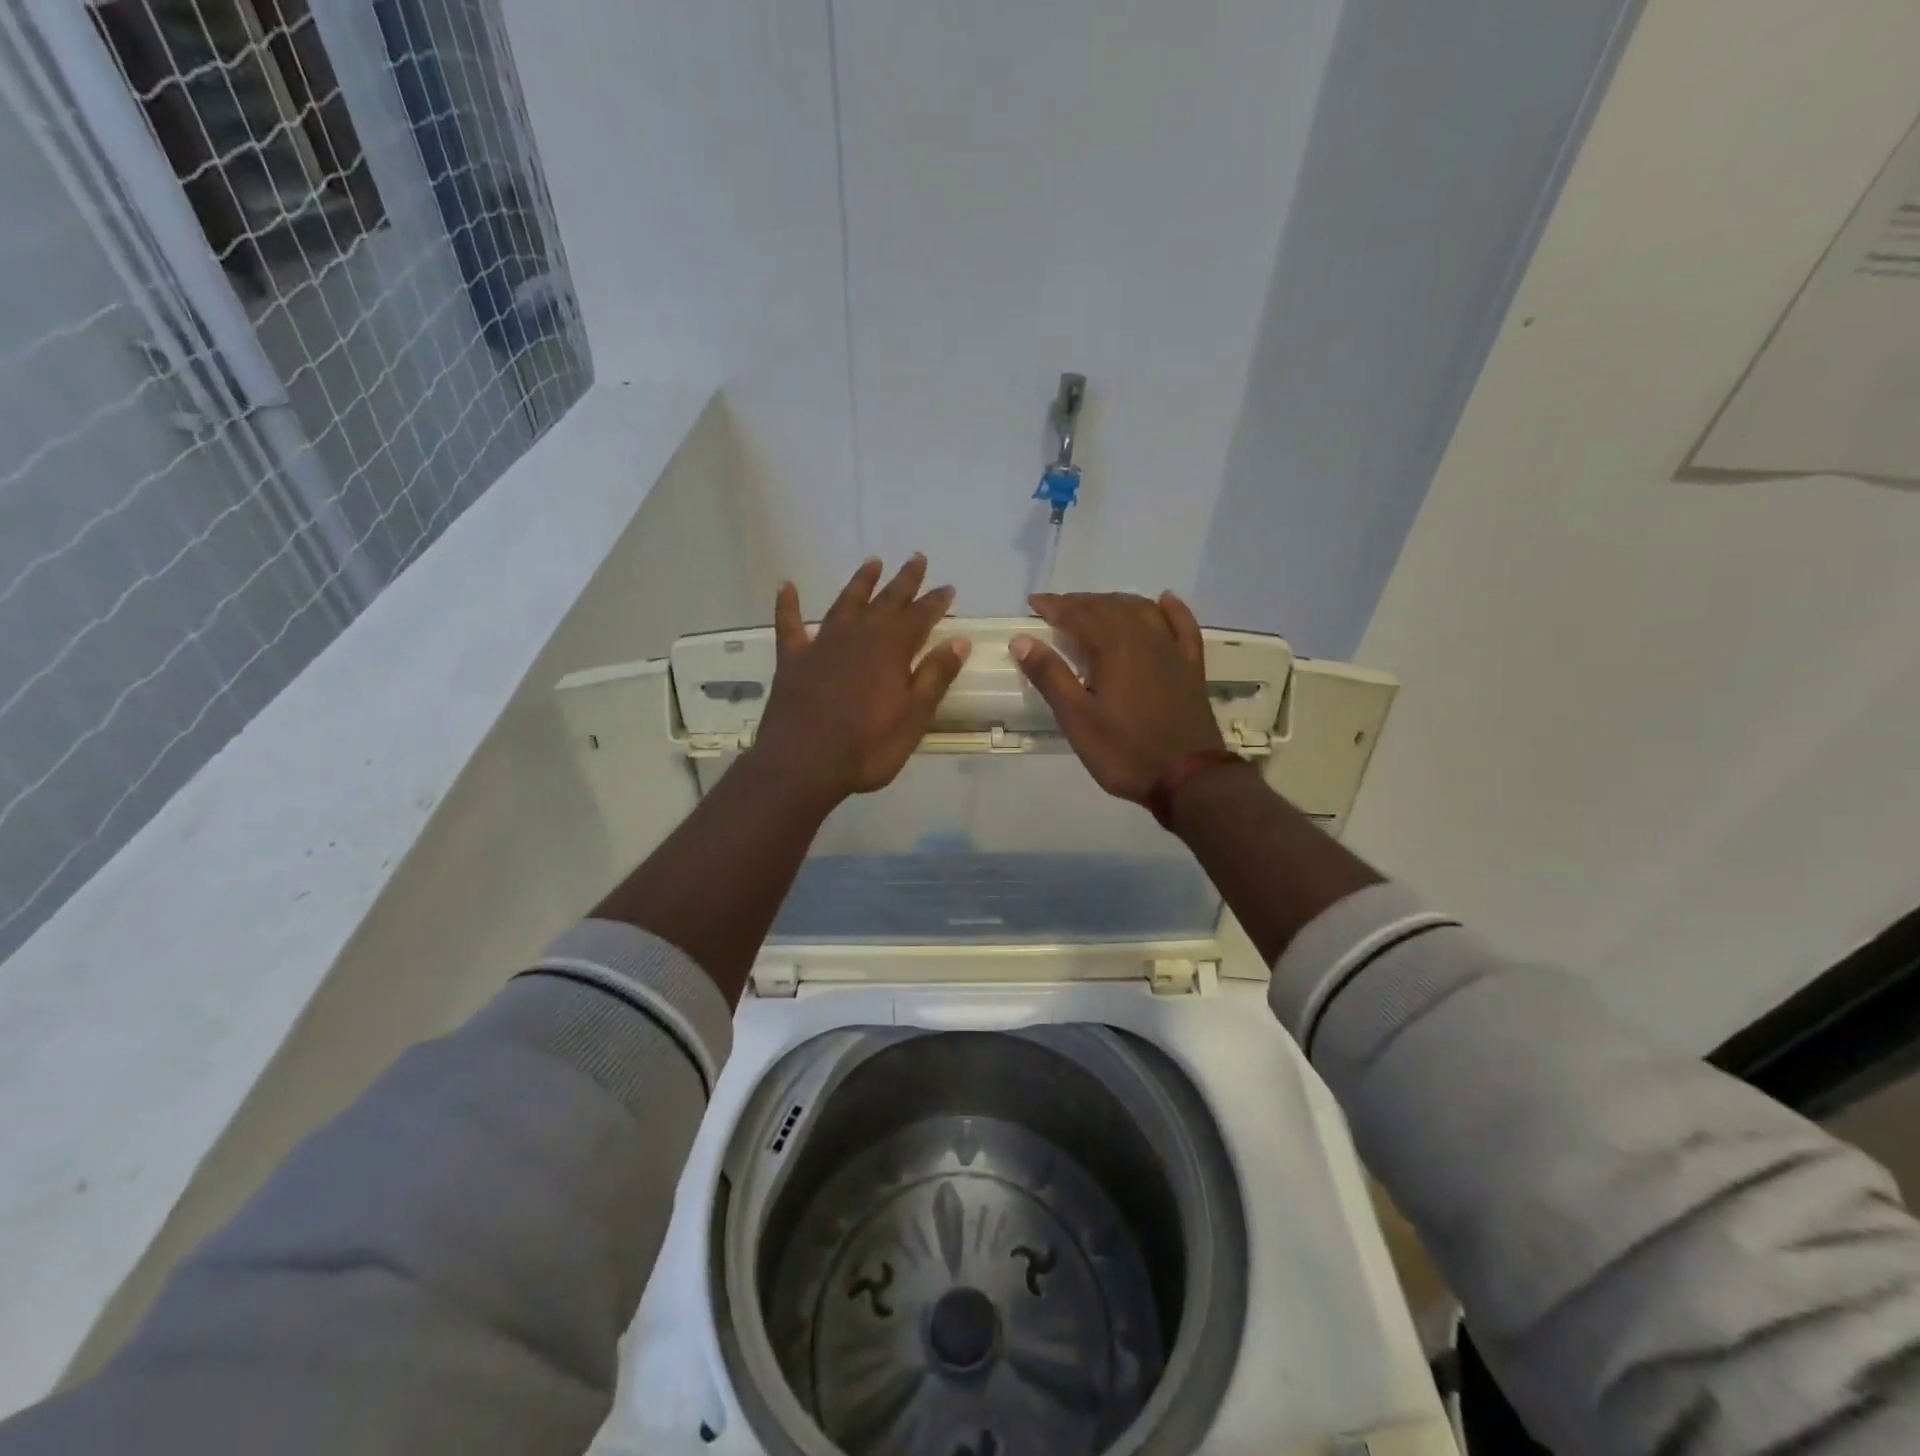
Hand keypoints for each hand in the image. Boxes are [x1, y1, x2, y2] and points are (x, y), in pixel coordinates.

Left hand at [751, 555, 970, 808]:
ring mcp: (822, 645)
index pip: (920, 617)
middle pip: (886, 601)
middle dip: (904, 581)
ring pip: (845, 603)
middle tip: (916, 558)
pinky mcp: (793, 660)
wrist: (802, 765)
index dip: (935, 601)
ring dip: (860, 583)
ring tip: (872, 562)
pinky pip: (790, 624)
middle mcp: (858, 637)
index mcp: (891, 651)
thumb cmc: (866, 749)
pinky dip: (789, 604)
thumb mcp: (912, 719)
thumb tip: (959, 641)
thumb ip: (934, 678)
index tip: (948, 586)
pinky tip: (787, 586)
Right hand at [1010, 591, 1224, 802]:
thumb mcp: (1077, 719)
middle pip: (1109, 606)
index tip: (1033, 603)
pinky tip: (1163, 600)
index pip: (1078, 615)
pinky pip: (1183, 625)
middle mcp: (1143, 638)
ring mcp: (1171, 650)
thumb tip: (1021, 640)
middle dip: (1080, 602)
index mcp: (1112, 648)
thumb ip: (1050, 676)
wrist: (1188, 777)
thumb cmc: (1124, 751)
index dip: (1054, 606)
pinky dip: (1170, 609)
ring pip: (1141, 610)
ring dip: (1115, 602)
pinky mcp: (1191, 666)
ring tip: (1096, 606)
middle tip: (1058, 608)